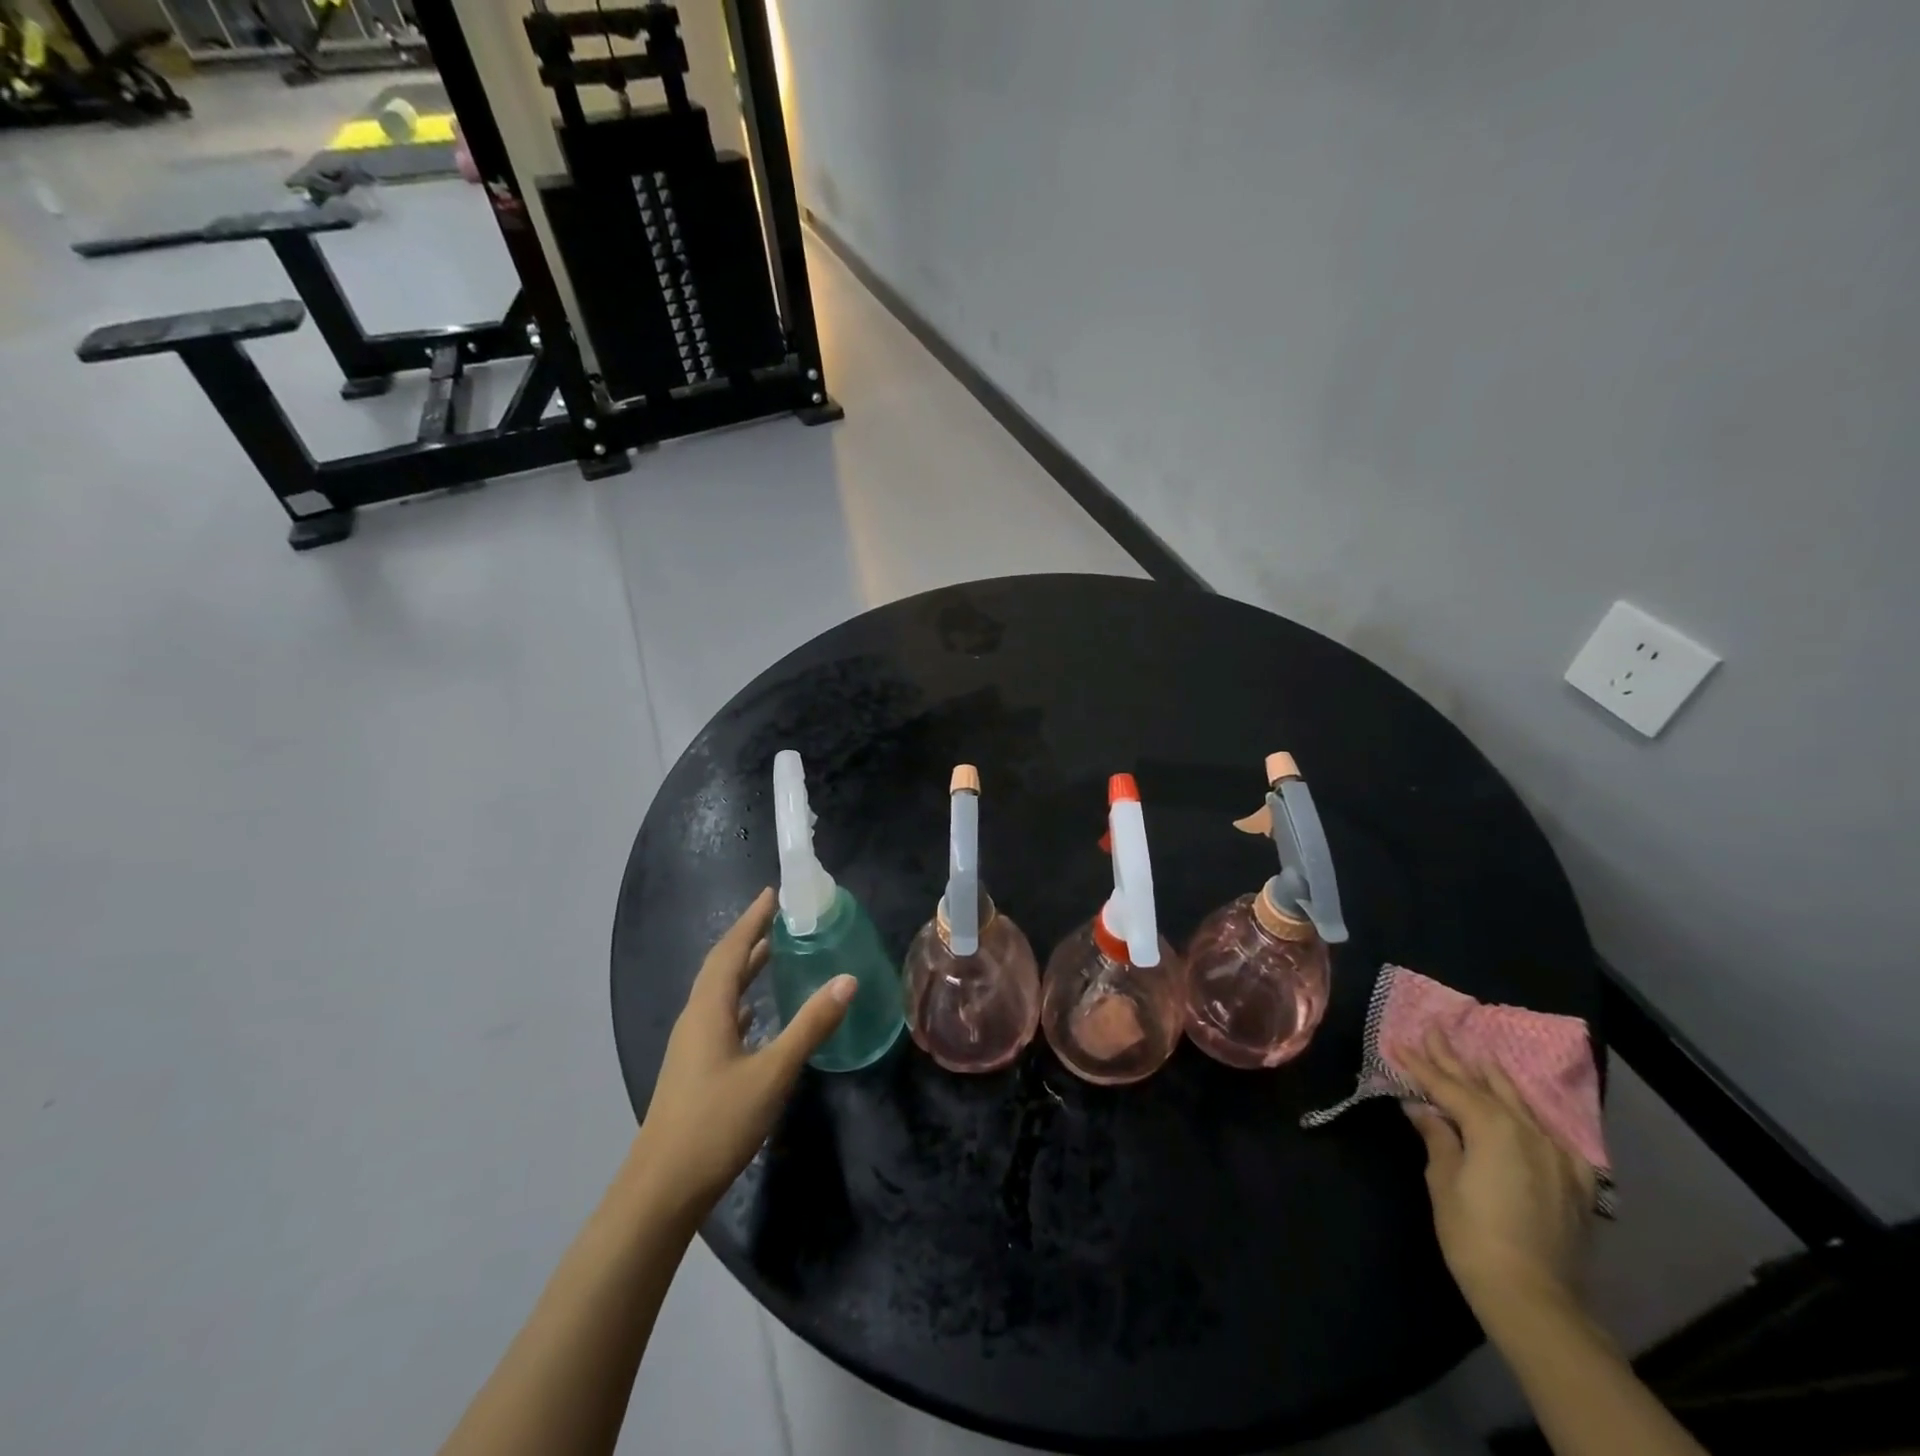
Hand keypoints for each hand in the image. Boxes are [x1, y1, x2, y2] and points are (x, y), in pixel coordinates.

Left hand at [631, 888, 854, 1226]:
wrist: (662, 1189)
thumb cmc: (717, 1123)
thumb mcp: (773, 1072)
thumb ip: (811, 1025)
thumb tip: (848, 979)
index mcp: (709, 1010)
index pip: (731, 950)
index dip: (751, 920)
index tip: (772, 893)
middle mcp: (696, 1019)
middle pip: (721, 965)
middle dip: (748, 936)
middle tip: (777, 914)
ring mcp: (691, 1045)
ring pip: (718, 991)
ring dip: (743, 966)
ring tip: (772, 950)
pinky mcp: (694, 1067)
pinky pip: (719, 1015)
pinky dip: (739, 998)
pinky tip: (755, 1011)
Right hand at [1400, 1028, 1596, 1326]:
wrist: (1535, 1299)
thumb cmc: (1473, 1236)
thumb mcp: (1443, 1182)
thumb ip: (1438, 1138)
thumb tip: (1423, 1109)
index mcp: (1492, 1127)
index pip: (1448, 1086)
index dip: (1421, 1065)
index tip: (1399, 1042)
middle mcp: (1527, 1132)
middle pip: (1484, 1087)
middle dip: (1455, 1060)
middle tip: (1435, 1031)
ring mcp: (1557, 1156)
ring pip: (1521, 1105)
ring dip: (1495, 1080)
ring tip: (1480, 1057)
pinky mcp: (1575, 1182)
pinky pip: (1551, 1136)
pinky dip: (1532, 1118)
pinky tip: (1527, 1114)